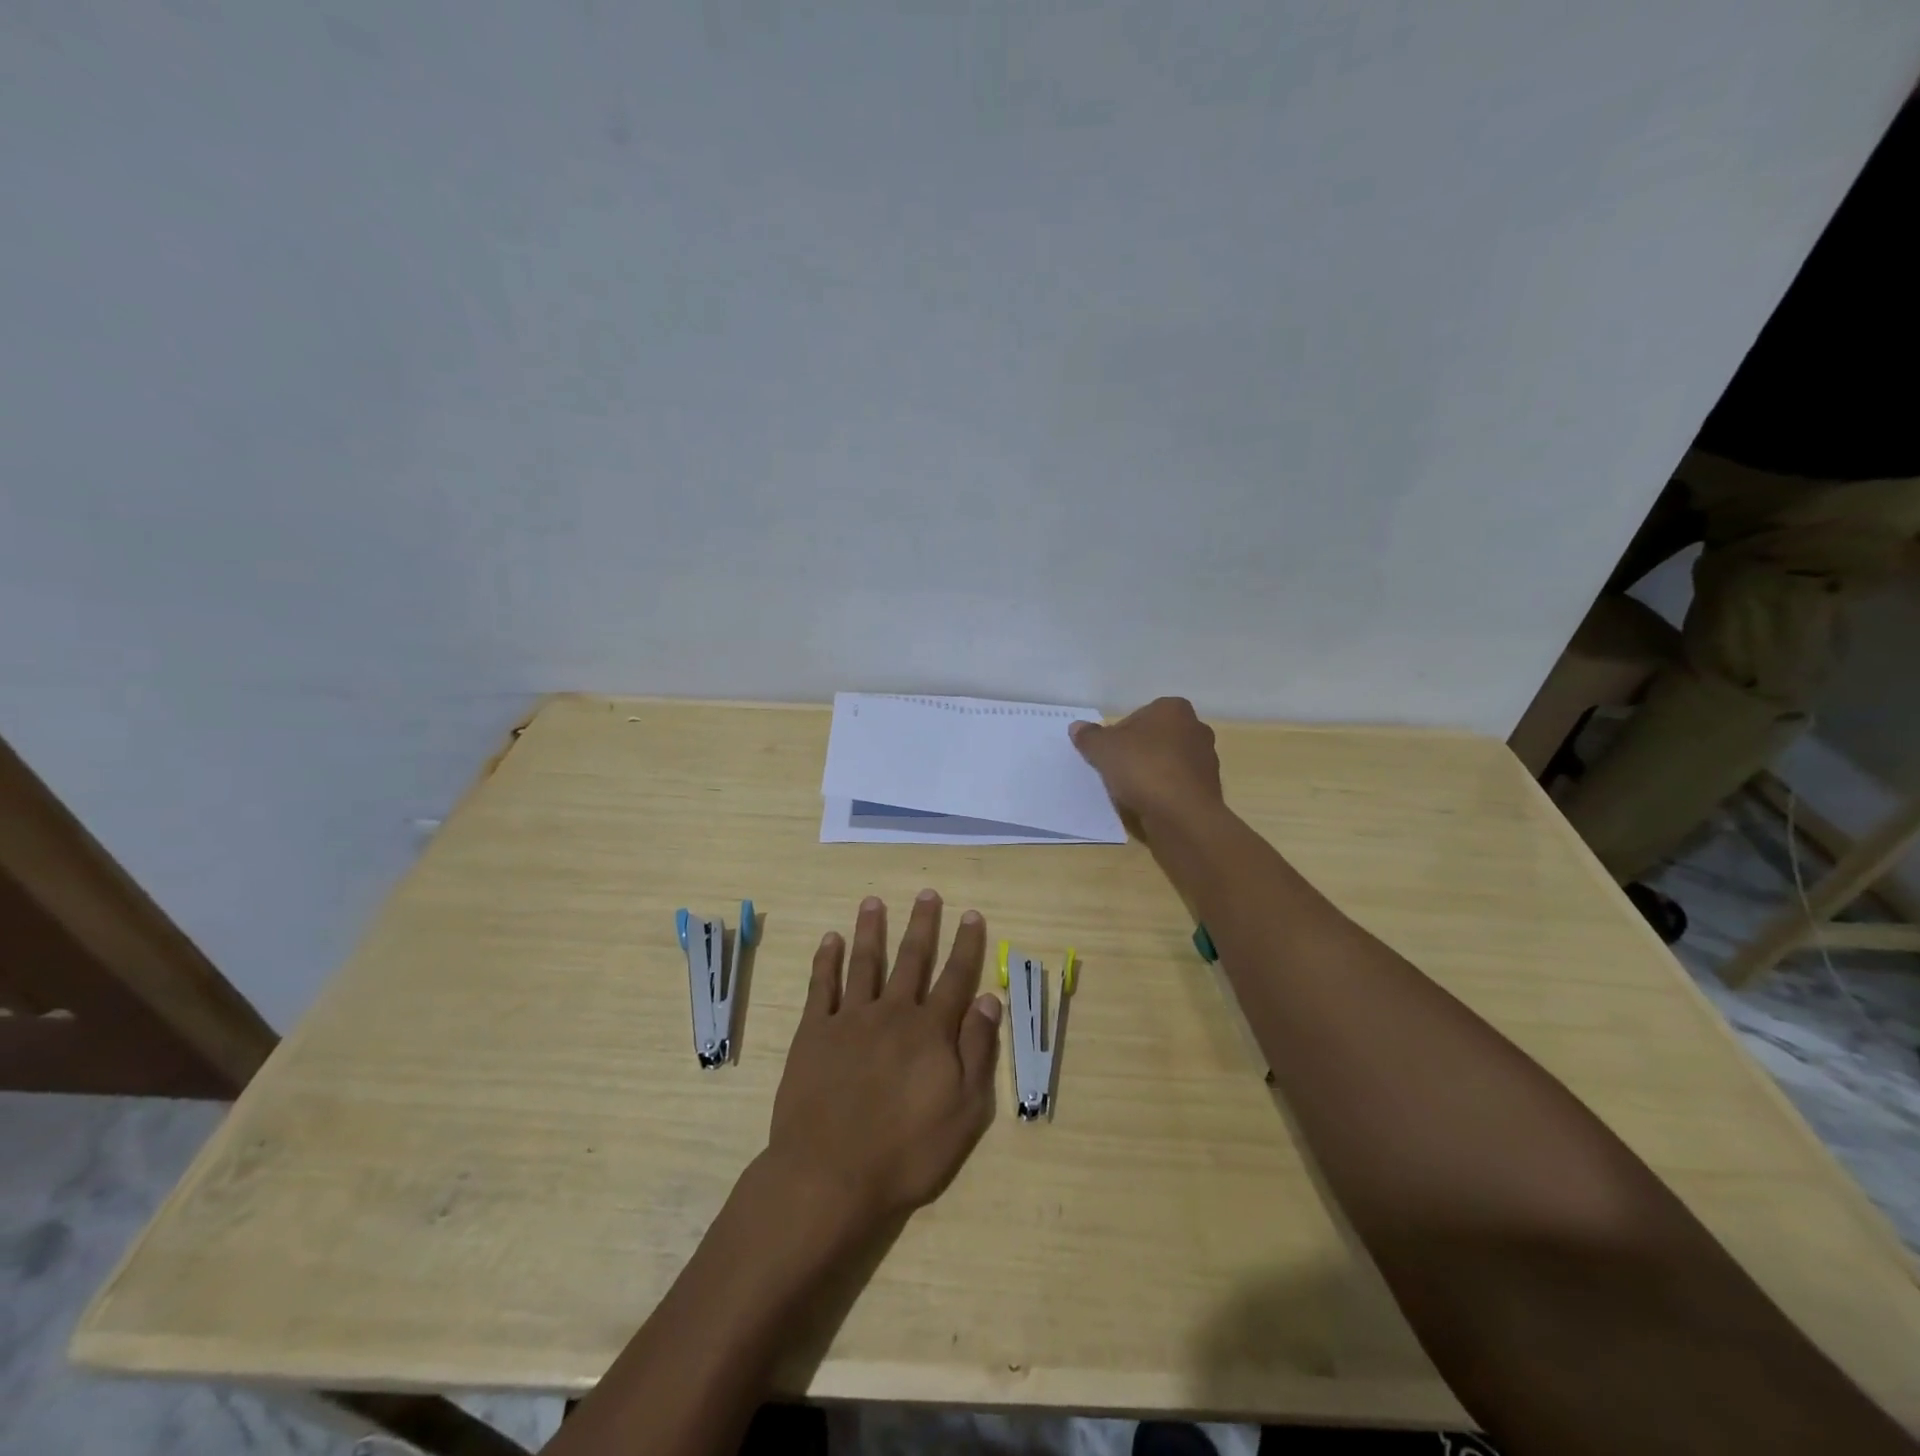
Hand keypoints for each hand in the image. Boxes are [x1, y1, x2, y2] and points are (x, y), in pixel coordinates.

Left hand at [765, 892, 1001, 1238]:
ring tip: (874, 901)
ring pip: (865, 962)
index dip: (966, 944)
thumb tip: (990, 998)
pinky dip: (827, 960)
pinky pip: (821, 986)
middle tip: (926, 893)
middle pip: (912, 958)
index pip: (955, 977)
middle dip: (922, 924)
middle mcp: (893, 1012)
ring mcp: (850, 1018)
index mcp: (930, 1030)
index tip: (971, 914)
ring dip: (871, 929)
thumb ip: (978, 1050)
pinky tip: (831, 939)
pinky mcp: (813, 1032)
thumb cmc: (906, 1152)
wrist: (830, 1174)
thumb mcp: (964, 1111)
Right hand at [1069, 696, 1222, 824]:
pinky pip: (1178, 783)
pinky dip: (1164, 790)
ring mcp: (1206, 758)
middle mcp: (1196, 727)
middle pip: (1154, 738)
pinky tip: (1150, 803)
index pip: (1138, 715)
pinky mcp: (1209, 787)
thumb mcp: (1103, 749)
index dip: (1118, 734)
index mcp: (1173, 708)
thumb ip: (1089, 736)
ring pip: (1168, 761)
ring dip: (1151, 772)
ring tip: (1132, 791)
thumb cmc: (1143, 768)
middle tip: (1117, 770)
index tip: (1108, 753)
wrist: (1182, 814)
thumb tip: (1077, 727)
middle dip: (1137, 752)